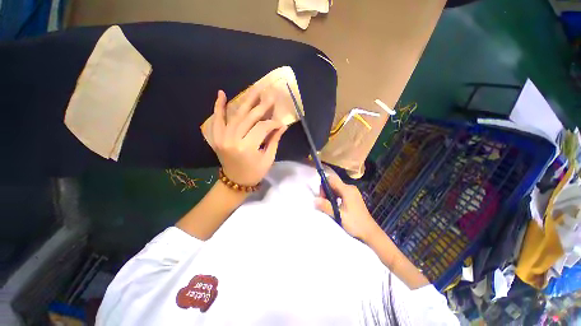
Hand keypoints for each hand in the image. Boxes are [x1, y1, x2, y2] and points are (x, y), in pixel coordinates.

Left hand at [210, 90, 286, 185]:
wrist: (235, 182)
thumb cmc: (255, 173)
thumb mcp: (268, 159)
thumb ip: (274, 140)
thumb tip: (282, 126)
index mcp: (247, 148)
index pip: (262, 127)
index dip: (273, 123)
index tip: (280, 122)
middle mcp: (233, 140)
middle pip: (249, 118)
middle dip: (261, 105)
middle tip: (270, 93)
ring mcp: (222, 138)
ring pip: (236, 115)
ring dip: (246, 101)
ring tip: (255, 88)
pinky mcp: (216, 138)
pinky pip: (217, 120)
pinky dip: (218, 107)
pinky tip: (221, 94)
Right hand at [314, 173, 379, 241]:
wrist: (370, 232)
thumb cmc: (355, 223)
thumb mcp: (339, 215)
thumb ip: (326, 206)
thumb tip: (314, 200)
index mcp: (347, 190)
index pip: (331, 180)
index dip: (324, 186)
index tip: (322, 197)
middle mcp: (350, 188)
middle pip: (333, 183)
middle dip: (326, 191)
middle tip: (325, 203)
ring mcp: (352, 192)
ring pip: (336, 187)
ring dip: (330, 194)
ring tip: (330, 206)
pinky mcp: (353, 196)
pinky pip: (341, 192)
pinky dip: (335, 196)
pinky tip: (336, 206)